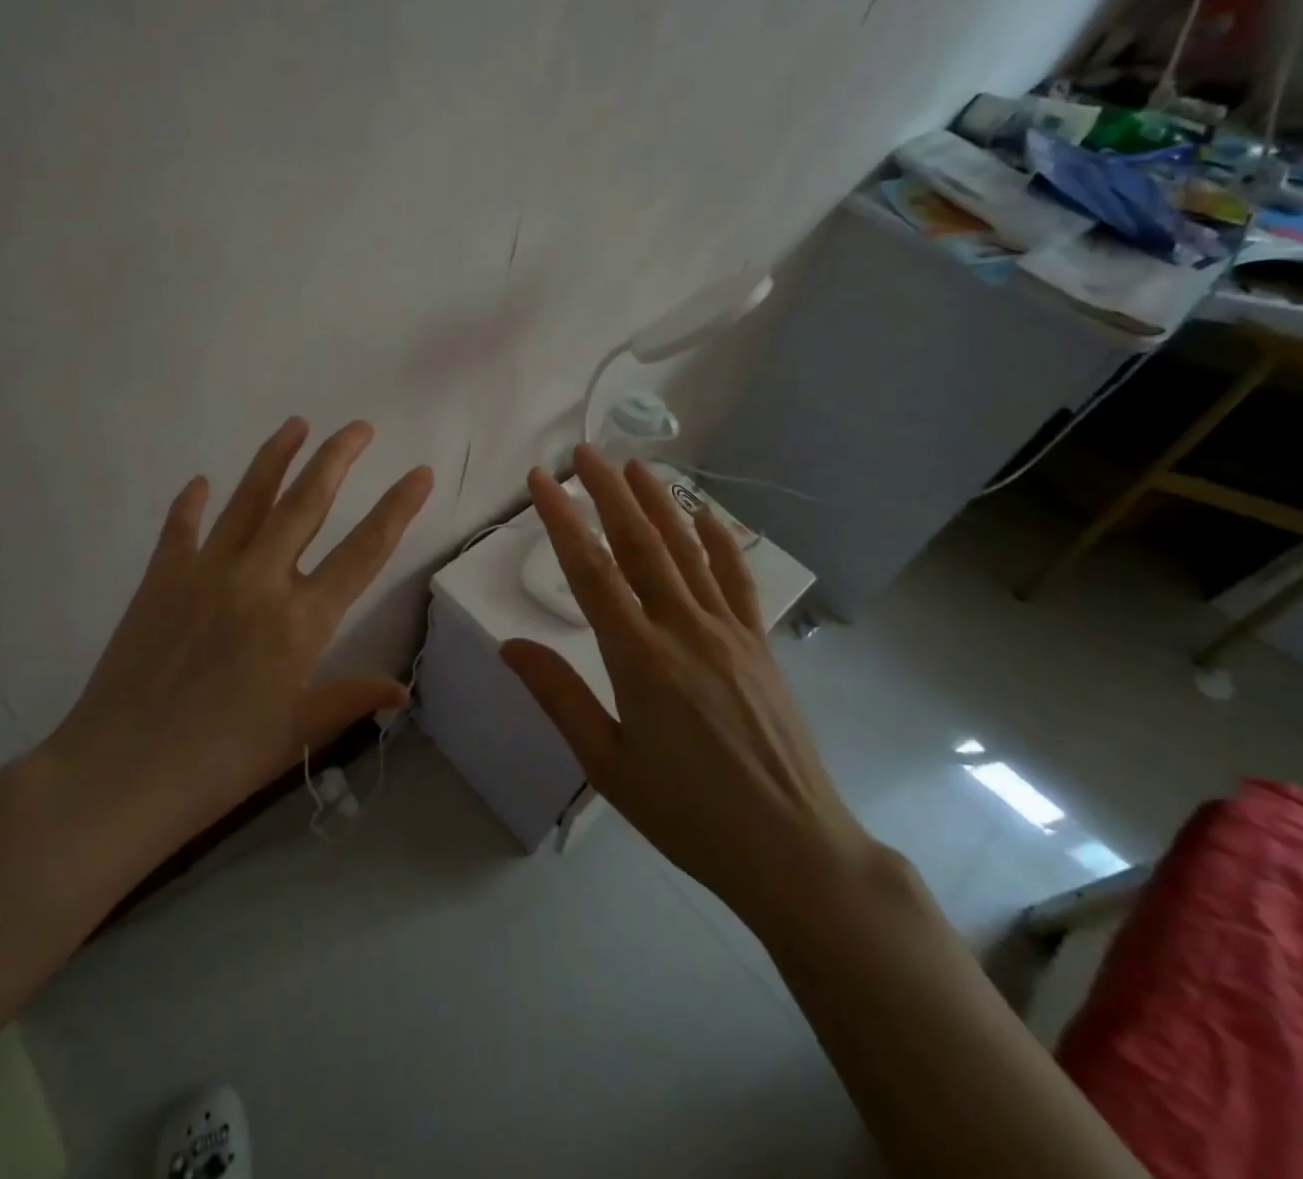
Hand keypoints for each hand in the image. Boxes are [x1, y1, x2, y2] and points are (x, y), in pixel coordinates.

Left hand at [44, 418, 433, 853]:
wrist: (120, 774)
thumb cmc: (220, 763)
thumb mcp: (295, 733)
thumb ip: (349, 698)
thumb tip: (402, 689)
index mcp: (301, 621)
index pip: (364, 551)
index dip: (397, 508)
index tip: (419, 472)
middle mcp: (260, 581)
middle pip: (307, 504)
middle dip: (337, 458)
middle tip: (359, 427)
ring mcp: (206, 573)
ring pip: (248, 500)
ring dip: (275, 458)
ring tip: (296, 424)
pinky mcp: (161, 579)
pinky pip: (180, 529)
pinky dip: (190, 504)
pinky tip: (198, 482)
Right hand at [500, 446, 870, 934]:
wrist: (793, 849)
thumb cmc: (687, 814)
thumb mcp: (607, 764)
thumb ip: (558, 696)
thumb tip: (509, 644)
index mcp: (639, 659)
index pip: (591, 571)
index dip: (561, 520)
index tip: (540, 481)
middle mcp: (684, 630)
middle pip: (640, 544)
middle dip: (608, 493)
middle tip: (584, 452)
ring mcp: (728, 633)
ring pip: (687, 551)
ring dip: (658, 503)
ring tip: (634, 465)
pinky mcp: (758, 644)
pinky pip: (736, 580)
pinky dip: (719, 541)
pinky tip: (704, 514)